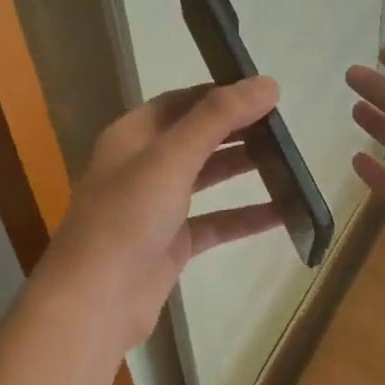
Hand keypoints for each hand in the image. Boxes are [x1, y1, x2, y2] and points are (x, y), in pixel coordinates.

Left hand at [33, 78, 284, 361]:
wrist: (95, 301)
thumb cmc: (127, 217)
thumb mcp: (171, 157)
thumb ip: (218, 118)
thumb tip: (267, 83)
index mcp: (132, 136)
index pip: (180, 101)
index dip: (220, 93)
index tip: (264, 92)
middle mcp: (142, 166)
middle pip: (195, 138)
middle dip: (236, 130)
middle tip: (284, 126)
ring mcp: (155, 208)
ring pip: (206, 179)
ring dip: (242, 169)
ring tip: (289, 161)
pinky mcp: (170, 245)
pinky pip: (214, 222)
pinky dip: (244, 217)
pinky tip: (283, 214)